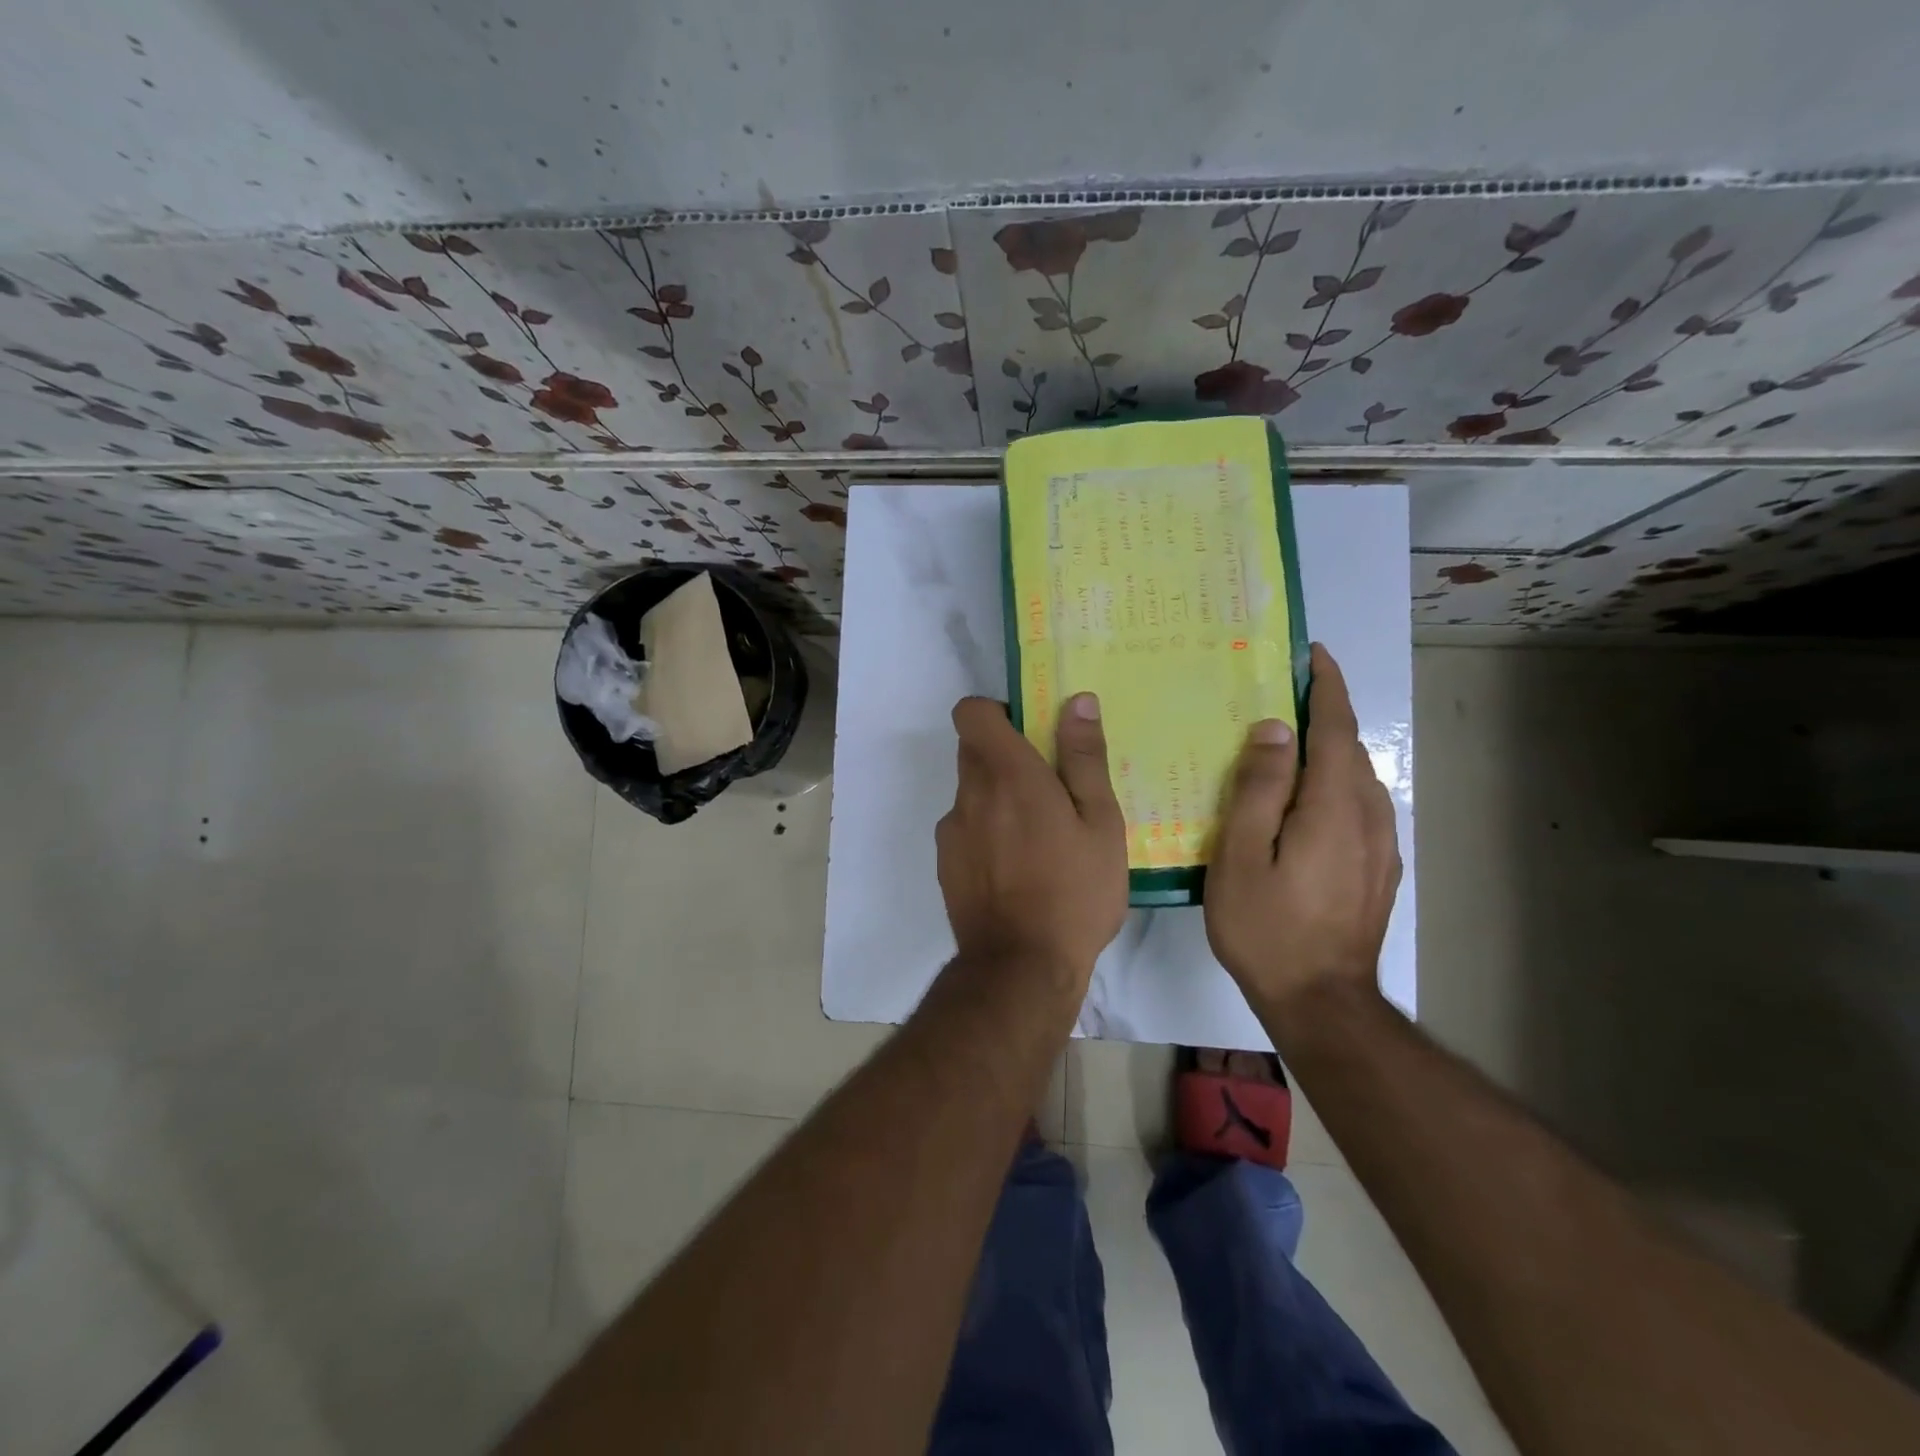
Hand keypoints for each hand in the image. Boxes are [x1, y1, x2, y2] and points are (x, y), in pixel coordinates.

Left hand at [936, 693, 1128, 986]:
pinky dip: (987, 833)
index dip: (996, 711)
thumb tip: (1076, 701)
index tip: (1029, 731)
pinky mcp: (946, 864)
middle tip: (1050, 788)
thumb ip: (1084, 758)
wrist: (1021, 967)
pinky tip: (1019, 870)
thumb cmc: (1074, 891)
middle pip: (973, 751)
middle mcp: (970, 794)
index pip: (971, 712)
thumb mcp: (1100, 824)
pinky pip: (966, 829)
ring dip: (998, 798)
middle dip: (1006, 756)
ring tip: (1041, 838)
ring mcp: (952, 831)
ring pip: (971, 793)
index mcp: (1007, 774)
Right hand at [1205, 644, 1401, 1014]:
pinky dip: (1337, 785)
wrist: (1321, 1002)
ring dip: (1331, 752)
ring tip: (1291, 746)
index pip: (1336, 729)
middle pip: (1350, 750)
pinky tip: (1310, 802)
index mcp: (1332, 806)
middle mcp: (1367, 817)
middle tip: (1283, 698)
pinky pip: (1361, 808)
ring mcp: (1380, 847)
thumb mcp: (1242, 856)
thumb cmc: (1267, 927)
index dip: (1327, 687)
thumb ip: (1258, 789)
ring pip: (1358, 780)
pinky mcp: (1379, 870)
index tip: (1314, 654)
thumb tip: (1273, 731)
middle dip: (1325, 716)